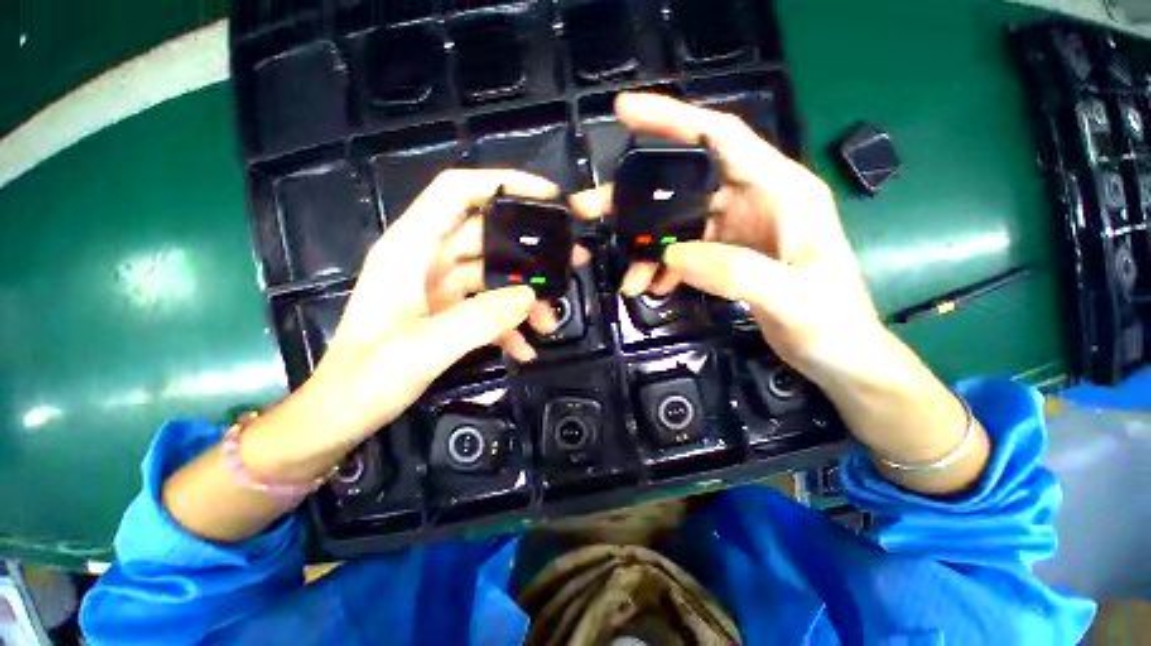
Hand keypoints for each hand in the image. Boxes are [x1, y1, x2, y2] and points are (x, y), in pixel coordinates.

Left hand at [261, 169, 576, 475]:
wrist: (342, 415)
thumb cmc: (367, 378)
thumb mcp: (424, 347)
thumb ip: (480, 319)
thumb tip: (530, 298)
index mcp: (410, 249)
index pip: (457, 192)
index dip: (502, 184)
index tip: (547, 197)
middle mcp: (427, 261)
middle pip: (487, 237)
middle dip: (530, 250)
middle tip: (572, 261)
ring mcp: (440, 288)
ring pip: (494, 277)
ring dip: (524, 299)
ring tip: (550, 323)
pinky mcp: (448, 313)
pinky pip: (488, 308)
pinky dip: (509, 326)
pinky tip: (525, 348)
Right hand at [570, 93, 879, 383]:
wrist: (839, 355)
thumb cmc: (832, 324)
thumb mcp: (791, 299)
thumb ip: (736, 272)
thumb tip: (673, 255)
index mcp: (780, 191)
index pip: (720, 137)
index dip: (672, 119)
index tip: (624, 113)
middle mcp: (755, 200)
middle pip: (684, 183)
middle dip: (636, 198)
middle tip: (592, 210)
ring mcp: (738, 228)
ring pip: (677, 223)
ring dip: (646, 247)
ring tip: (628, 277)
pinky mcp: (727, 254)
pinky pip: (683, 250)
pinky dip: (662, 266)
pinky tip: (652, 285)